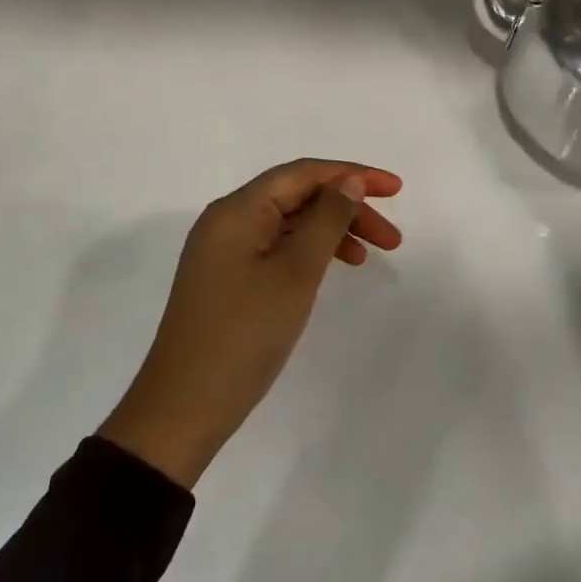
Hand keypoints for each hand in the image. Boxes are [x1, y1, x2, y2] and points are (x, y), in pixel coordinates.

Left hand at [97, 160, 402, 487]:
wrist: (184, 408)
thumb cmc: (245, 334)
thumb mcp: (296, 272)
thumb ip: (327, 220)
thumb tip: (349, 182)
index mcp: (237, 210)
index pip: (303, 173)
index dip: (353, 174)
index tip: (396, 189)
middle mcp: (228, 221)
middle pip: (298, 196)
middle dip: (347, 208)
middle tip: (393, 238)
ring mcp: (225, 252)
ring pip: (290, 224)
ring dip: (332, 232)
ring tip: (371, 255)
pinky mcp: (228, 279)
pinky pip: (277, 249)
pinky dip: (310, 253)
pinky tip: (333, 269)